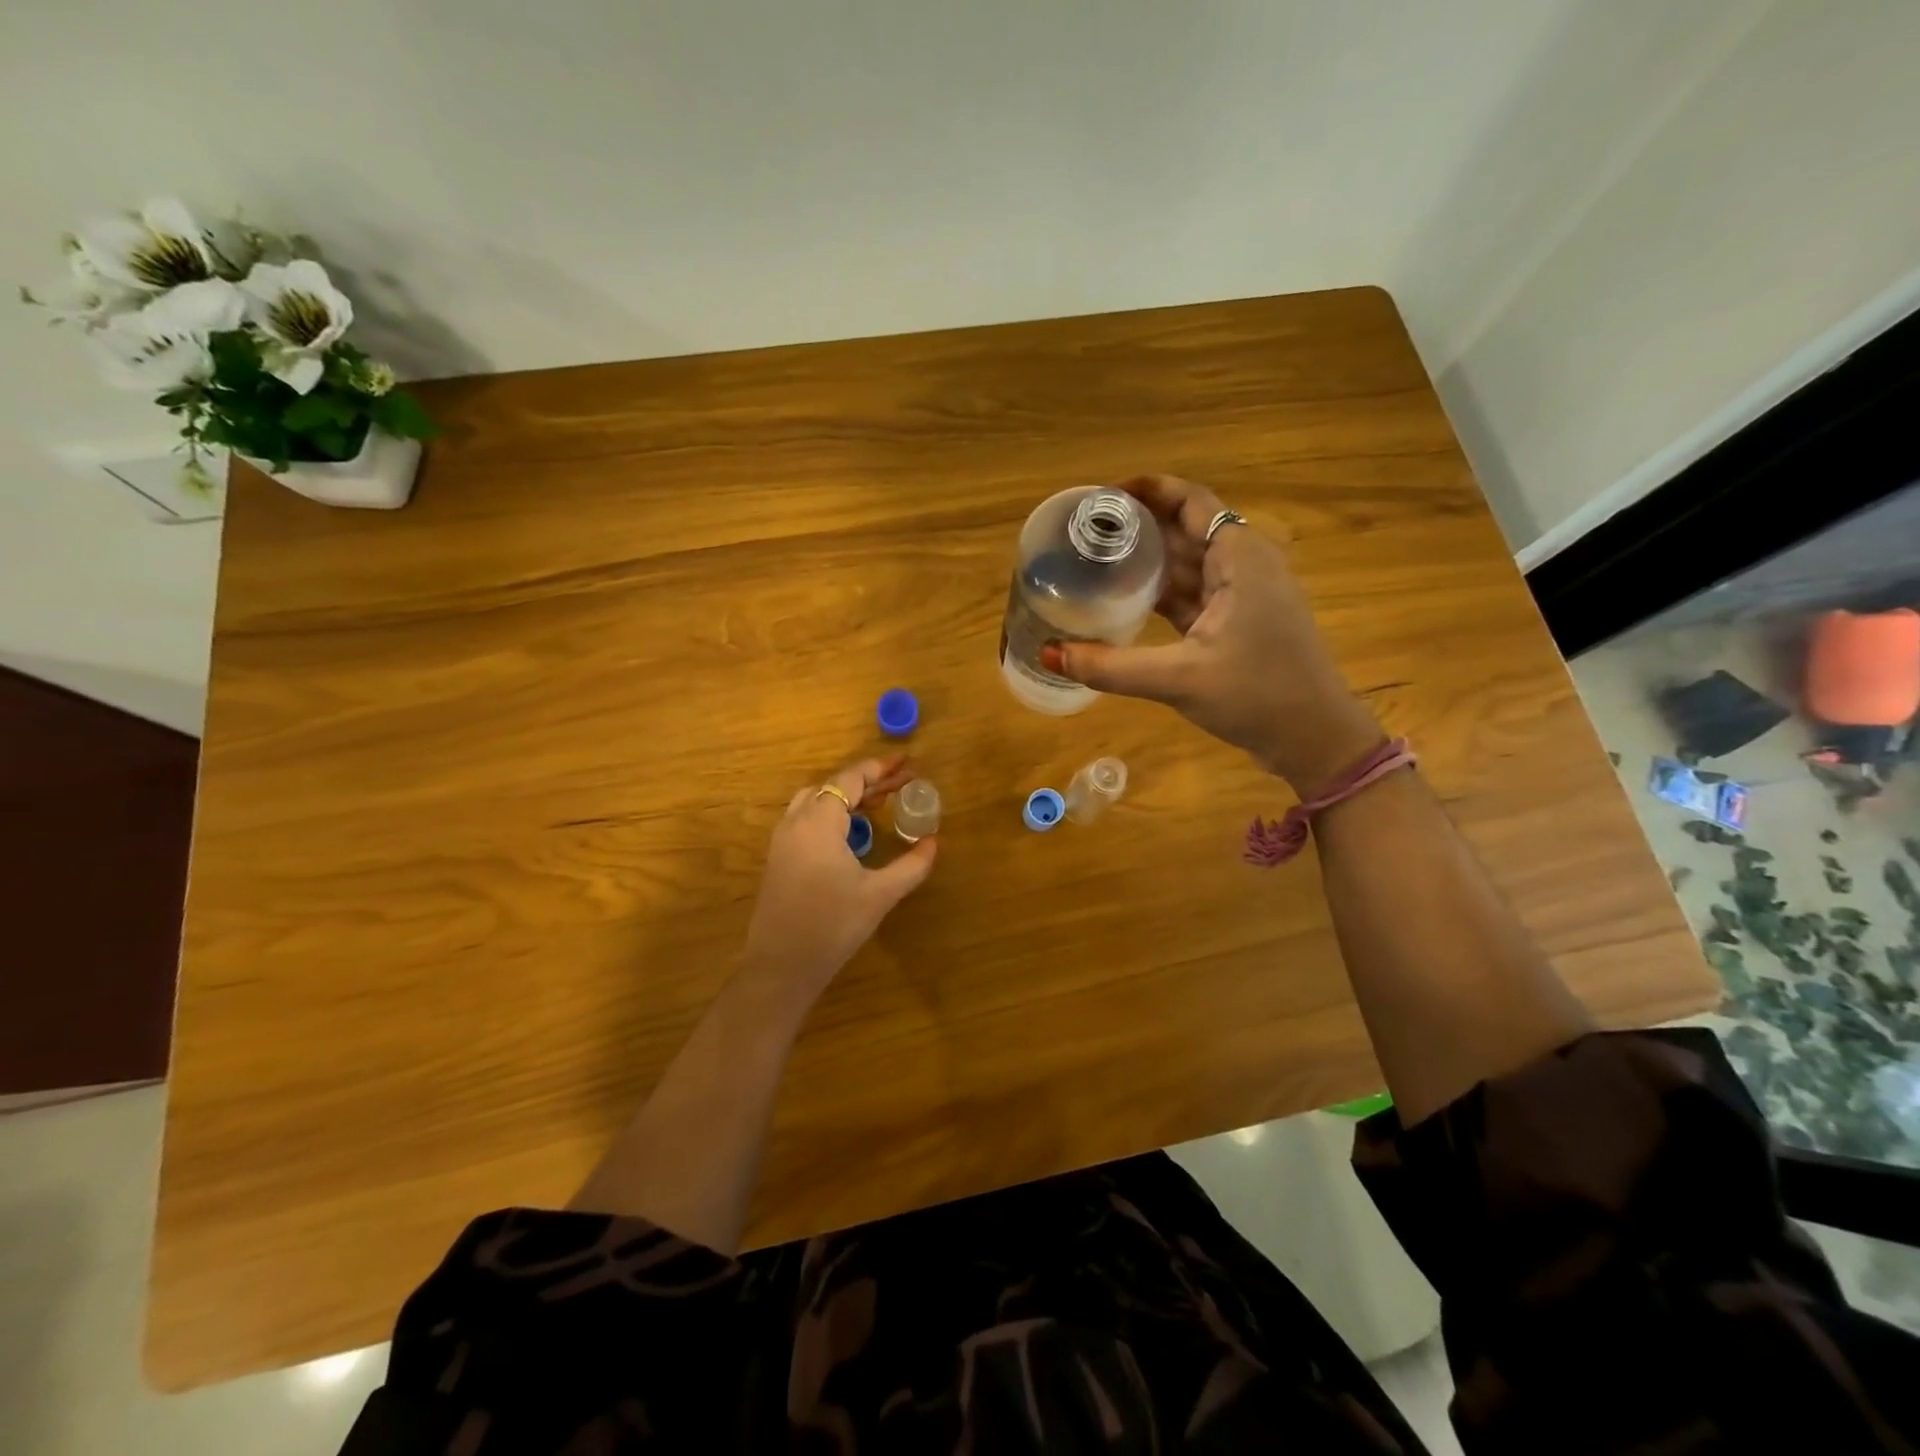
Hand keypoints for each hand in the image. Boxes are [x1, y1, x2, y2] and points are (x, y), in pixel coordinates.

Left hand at [741, 755, 937, 1003]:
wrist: (780, 967)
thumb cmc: (832, 926)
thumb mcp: (879, 895)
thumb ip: (911, 865)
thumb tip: (934, 842)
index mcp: (819, 822)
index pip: (849, 780)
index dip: (879, 770)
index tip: (906, 765)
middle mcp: (796, 822)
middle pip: (832, 787)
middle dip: (867, 782)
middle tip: (900, 785)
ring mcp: (782, 841)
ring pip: (815, 802)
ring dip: (846, 798)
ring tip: (878, 806)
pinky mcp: (778, 859)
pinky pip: (806, 820)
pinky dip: (831, 814)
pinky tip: (852, 835)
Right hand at [1042, 475, 1382, 790]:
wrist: (1314, 738)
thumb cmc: (1258, 695)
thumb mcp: (1179, 678)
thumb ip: (1110, 666)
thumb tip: (1048, 653)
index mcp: (1240, 557)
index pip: (1191, 501)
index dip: (1149, 490)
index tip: (1103, 495)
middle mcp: (1244, 565)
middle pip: (1186, 529)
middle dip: (1139, 525)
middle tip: (1086, 531)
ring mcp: (1244, 595)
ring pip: (1189, 563)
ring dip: (1148, 561)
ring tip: (1096, 560)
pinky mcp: (1239, 622)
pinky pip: (1194, 593)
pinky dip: (1162, 593)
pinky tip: (1126, 600)